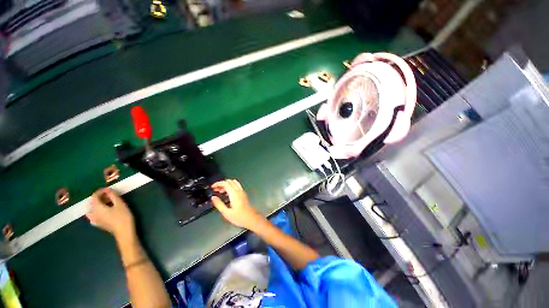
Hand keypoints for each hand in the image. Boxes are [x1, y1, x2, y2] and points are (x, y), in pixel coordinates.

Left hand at [86, 188, 135, 241]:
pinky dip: (96, 210)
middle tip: (108, 195)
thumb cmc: (123, 216)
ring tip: (106, 202)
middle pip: (91, 202)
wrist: (124, 231)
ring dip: (97, 204)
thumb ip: (113, 196)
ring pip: (91, 209)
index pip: (94, 196)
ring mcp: (94, 219)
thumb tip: (108, 190)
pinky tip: (102, 210)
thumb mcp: (120, 204)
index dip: (100, 191)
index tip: (108, 189)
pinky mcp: (97, 223)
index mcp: (97, 207)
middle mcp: (92, 213)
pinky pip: (93, 214)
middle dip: (98, 197)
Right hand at [211, 180, 265, 229]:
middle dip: (221, 183)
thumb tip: (213, 198)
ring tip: (220, 191)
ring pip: (234, 183)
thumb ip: (219, 204)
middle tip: (215, 189)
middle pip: (230, 181)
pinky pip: (236, 186)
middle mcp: (239, 191)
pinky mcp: (243, 194)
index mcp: (234, 194)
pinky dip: (230, 187)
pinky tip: (226, 194)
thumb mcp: (226, 212)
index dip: (218, 183)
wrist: (251, 219)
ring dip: (226, 185)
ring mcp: (242, 192)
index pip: (226, 183)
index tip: (212, 187)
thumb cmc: (240, 217)